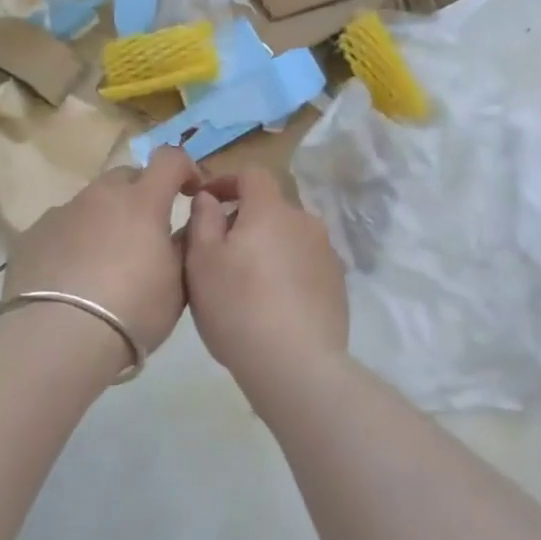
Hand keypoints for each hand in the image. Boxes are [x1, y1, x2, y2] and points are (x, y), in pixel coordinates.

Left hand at [1, 147, 200, 360]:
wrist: (59, 336)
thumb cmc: (133, 310)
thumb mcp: (178, 284)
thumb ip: (184, 245)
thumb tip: (185, 225)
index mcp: (142, 201)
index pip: (169, 159)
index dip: (184, 168)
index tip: (190, 192)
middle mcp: (100, 196)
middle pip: (126, 177)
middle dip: (141, 195)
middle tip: (146, 233)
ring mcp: (62, 212)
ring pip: (91, 203)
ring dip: (105, 220)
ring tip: (105, 263)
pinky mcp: (32, 235)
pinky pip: (62, 227)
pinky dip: (74, 241)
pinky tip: (72, 277)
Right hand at [183, 166, 349, 379]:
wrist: (296, 365)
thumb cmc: (237, 306)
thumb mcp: (202, 261)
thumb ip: (203, 220)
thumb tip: (209, 198)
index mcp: (271, 210)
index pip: (252, 174)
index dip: (227, 181)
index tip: (207, 200)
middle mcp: (305, 222)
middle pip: (271, 208)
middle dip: (245, 220)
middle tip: (220, 252)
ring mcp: (327, 253)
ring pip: (289, 237)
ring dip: (268, 247)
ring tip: (247, 282)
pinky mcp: (338, 284)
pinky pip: (305, 264)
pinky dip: (287, 271)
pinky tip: (273, 303)